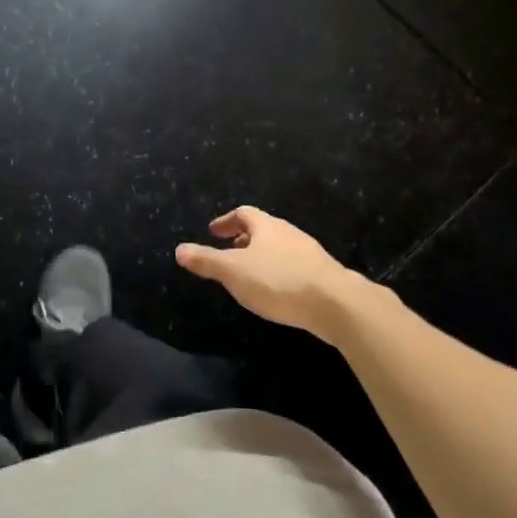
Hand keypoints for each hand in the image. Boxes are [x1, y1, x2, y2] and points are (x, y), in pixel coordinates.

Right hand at [175, 207, 356, 337]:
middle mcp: (289, 233)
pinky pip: (294, 266)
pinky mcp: (323, 275)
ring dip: (262, 256)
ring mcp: (309, 253)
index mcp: (266, 226)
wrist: (337, 304)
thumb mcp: (233, 272)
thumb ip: (206, 260)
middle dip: (243, 239)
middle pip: (263, 229)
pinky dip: (279, 272)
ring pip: (279, 248)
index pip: (243, 213)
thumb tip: (179, 249)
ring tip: (250, 274)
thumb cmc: (278, 281)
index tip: (213, 232)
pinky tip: (276, 291)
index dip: (226, 221)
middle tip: (228, 252)